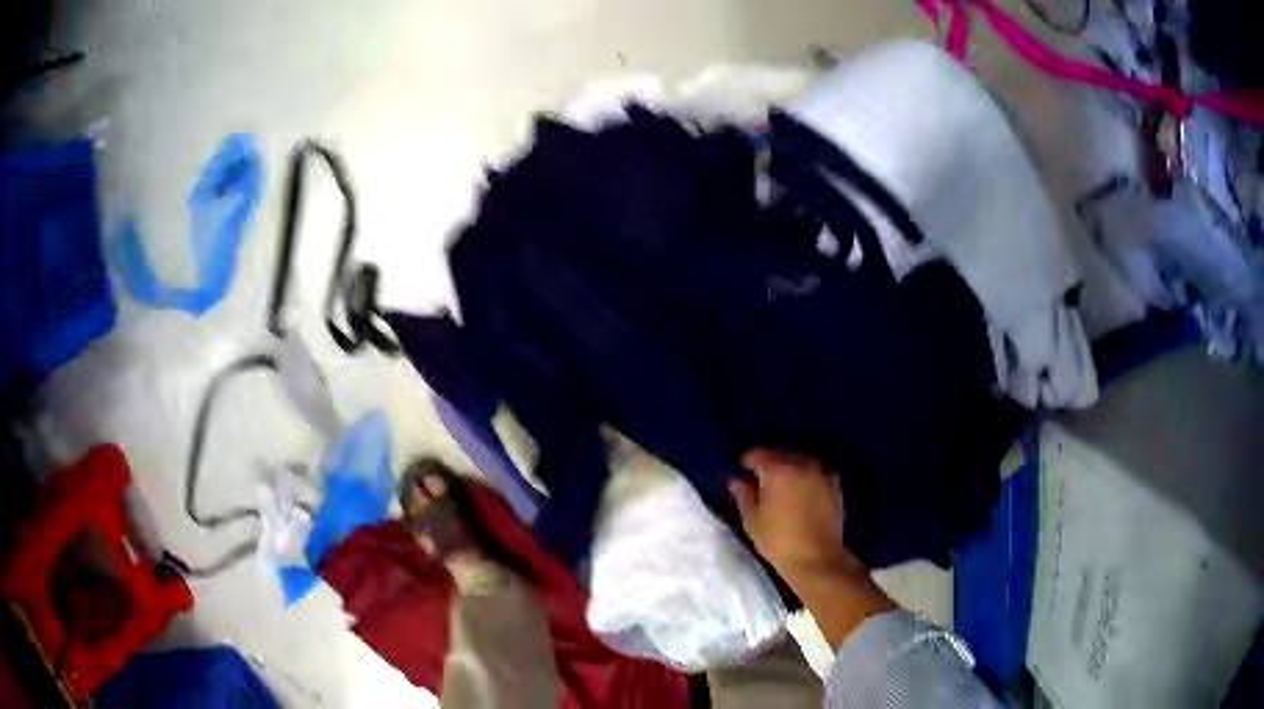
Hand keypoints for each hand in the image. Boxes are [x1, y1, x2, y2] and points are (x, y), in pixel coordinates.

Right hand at [729, 448, 853, 583]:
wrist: (817, 558)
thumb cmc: (779, 541)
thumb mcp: (752, 520)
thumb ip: (743, 494)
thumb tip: (737, 478)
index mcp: (777, 469)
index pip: (755, 454)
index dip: (746, 464)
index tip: (743, 477)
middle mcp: (801, 462)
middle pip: (778, 453)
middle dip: (768, 464)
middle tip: (761, 485)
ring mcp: (821, 470)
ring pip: (798, 459)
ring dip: (788, 468)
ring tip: (782, 489)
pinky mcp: (834, 481)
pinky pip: (814, 469)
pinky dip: (805, 474)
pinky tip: (801, 492)